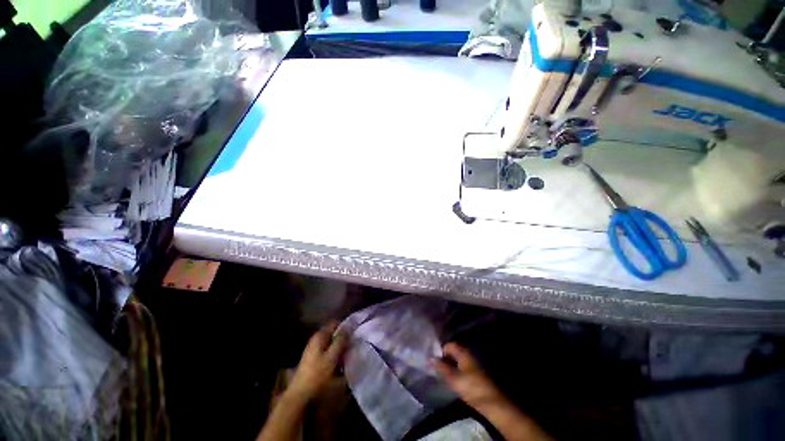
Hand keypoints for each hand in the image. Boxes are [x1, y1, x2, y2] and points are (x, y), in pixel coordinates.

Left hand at [287, 323, 347, 401]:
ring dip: (340, 348)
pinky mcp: (314, 359)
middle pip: (334, 334)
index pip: (335, 323)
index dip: (346, 326)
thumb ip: (341, 340)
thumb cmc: (317, 374)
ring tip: (350, 354)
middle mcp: (316, 339)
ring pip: (332, 343)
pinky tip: (341, 362)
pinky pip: (328, 352)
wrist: (300, 395)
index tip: (356, 332)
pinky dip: (335, 355)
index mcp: (320, 335)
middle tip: (354, 344)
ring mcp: (314, 349)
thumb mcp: (332, 356)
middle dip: (344, 338)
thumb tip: (349, 325)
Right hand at [432, 342, 506, 411]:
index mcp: (463, 351)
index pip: (449, 345)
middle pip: (454, 351)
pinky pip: (464, 365)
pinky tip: (455, 379)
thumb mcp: (453, 378)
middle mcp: (469, 353)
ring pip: (459, 359)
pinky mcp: (477, 371)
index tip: (435, 362)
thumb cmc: (471, 387)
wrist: (492, 402)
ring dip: (452, 365)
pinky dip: (458, 369)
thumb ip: (441, 367)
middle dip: (446, 358)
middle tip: (439, 369)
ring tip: (445, 375)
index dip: (441, 351)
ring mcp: (474, 362)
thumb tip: (430, 358)